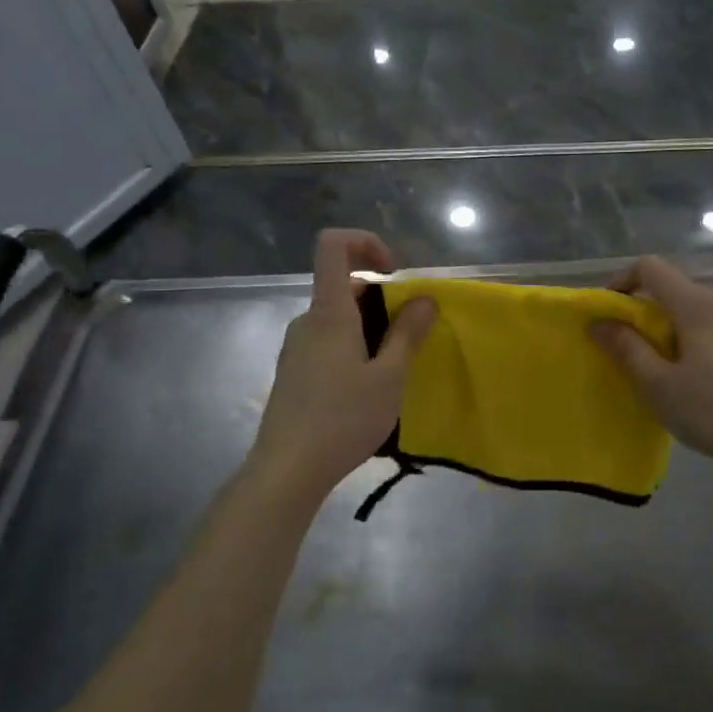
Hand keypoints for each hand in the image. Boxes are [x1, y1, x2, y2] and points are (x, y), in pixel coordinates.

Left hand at [250, 230, 435, 497]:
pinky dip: (354, 349)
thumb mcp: (389, 377)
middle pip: (343, 286)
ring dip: (370, 329)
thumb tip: (425, 298)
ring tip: (392, 372)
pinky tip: (366, 391)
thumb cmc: (343, 418)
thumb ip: (408, 333)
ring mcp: (296, 347)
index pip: (333, 245)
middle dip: (382, 300)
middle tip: (408, 340)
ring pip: (338, 319)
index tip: (394, 272)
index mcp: (329, 312)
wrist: (287, 469)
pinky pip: (328, 342)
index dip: (365, 242)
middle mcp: (307, 321)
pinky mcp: (294, 371)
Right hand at [590, 256, 712, 477]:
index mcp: (696, 304)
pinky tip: (693, 378)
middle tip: (626, 348)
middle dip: (642, 310)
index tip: (607, 314)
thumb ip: (626, 348)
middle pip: (672, 287)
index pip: (650, 267)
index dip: (621, 282)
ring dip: (666, 327)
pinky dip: (691, 338)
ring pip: (693, 309)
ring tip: (657, 367)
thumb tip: (599, 322)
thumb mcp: (658, 385)